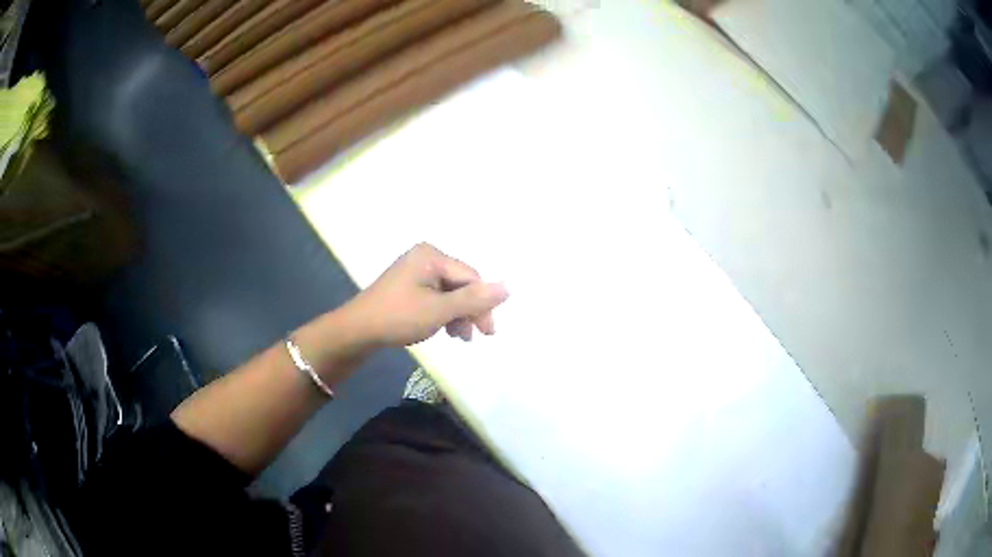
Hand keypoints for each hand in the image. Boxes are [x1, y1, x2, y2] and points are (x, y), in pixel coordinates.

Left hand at [345, 243, 508, 346]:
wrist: (357, 331)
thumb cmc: (398, 317)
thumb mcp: (439, 310)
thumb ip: (474, 299)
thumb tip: (509, 286)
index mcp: (431, 256)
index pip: (470, 277)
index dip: (483, 304)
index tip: (488, 332)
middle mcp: (425, 258)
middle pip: (461, 284)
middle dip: (469, 311)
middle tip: (477, 336)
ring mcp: (415, 272)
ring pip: (450, 293)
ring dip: (458, 315)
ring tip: (459, 338)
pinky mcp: (409, 286)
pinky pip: (436, 296)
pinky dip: (444, 314)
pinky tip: (446, 330)